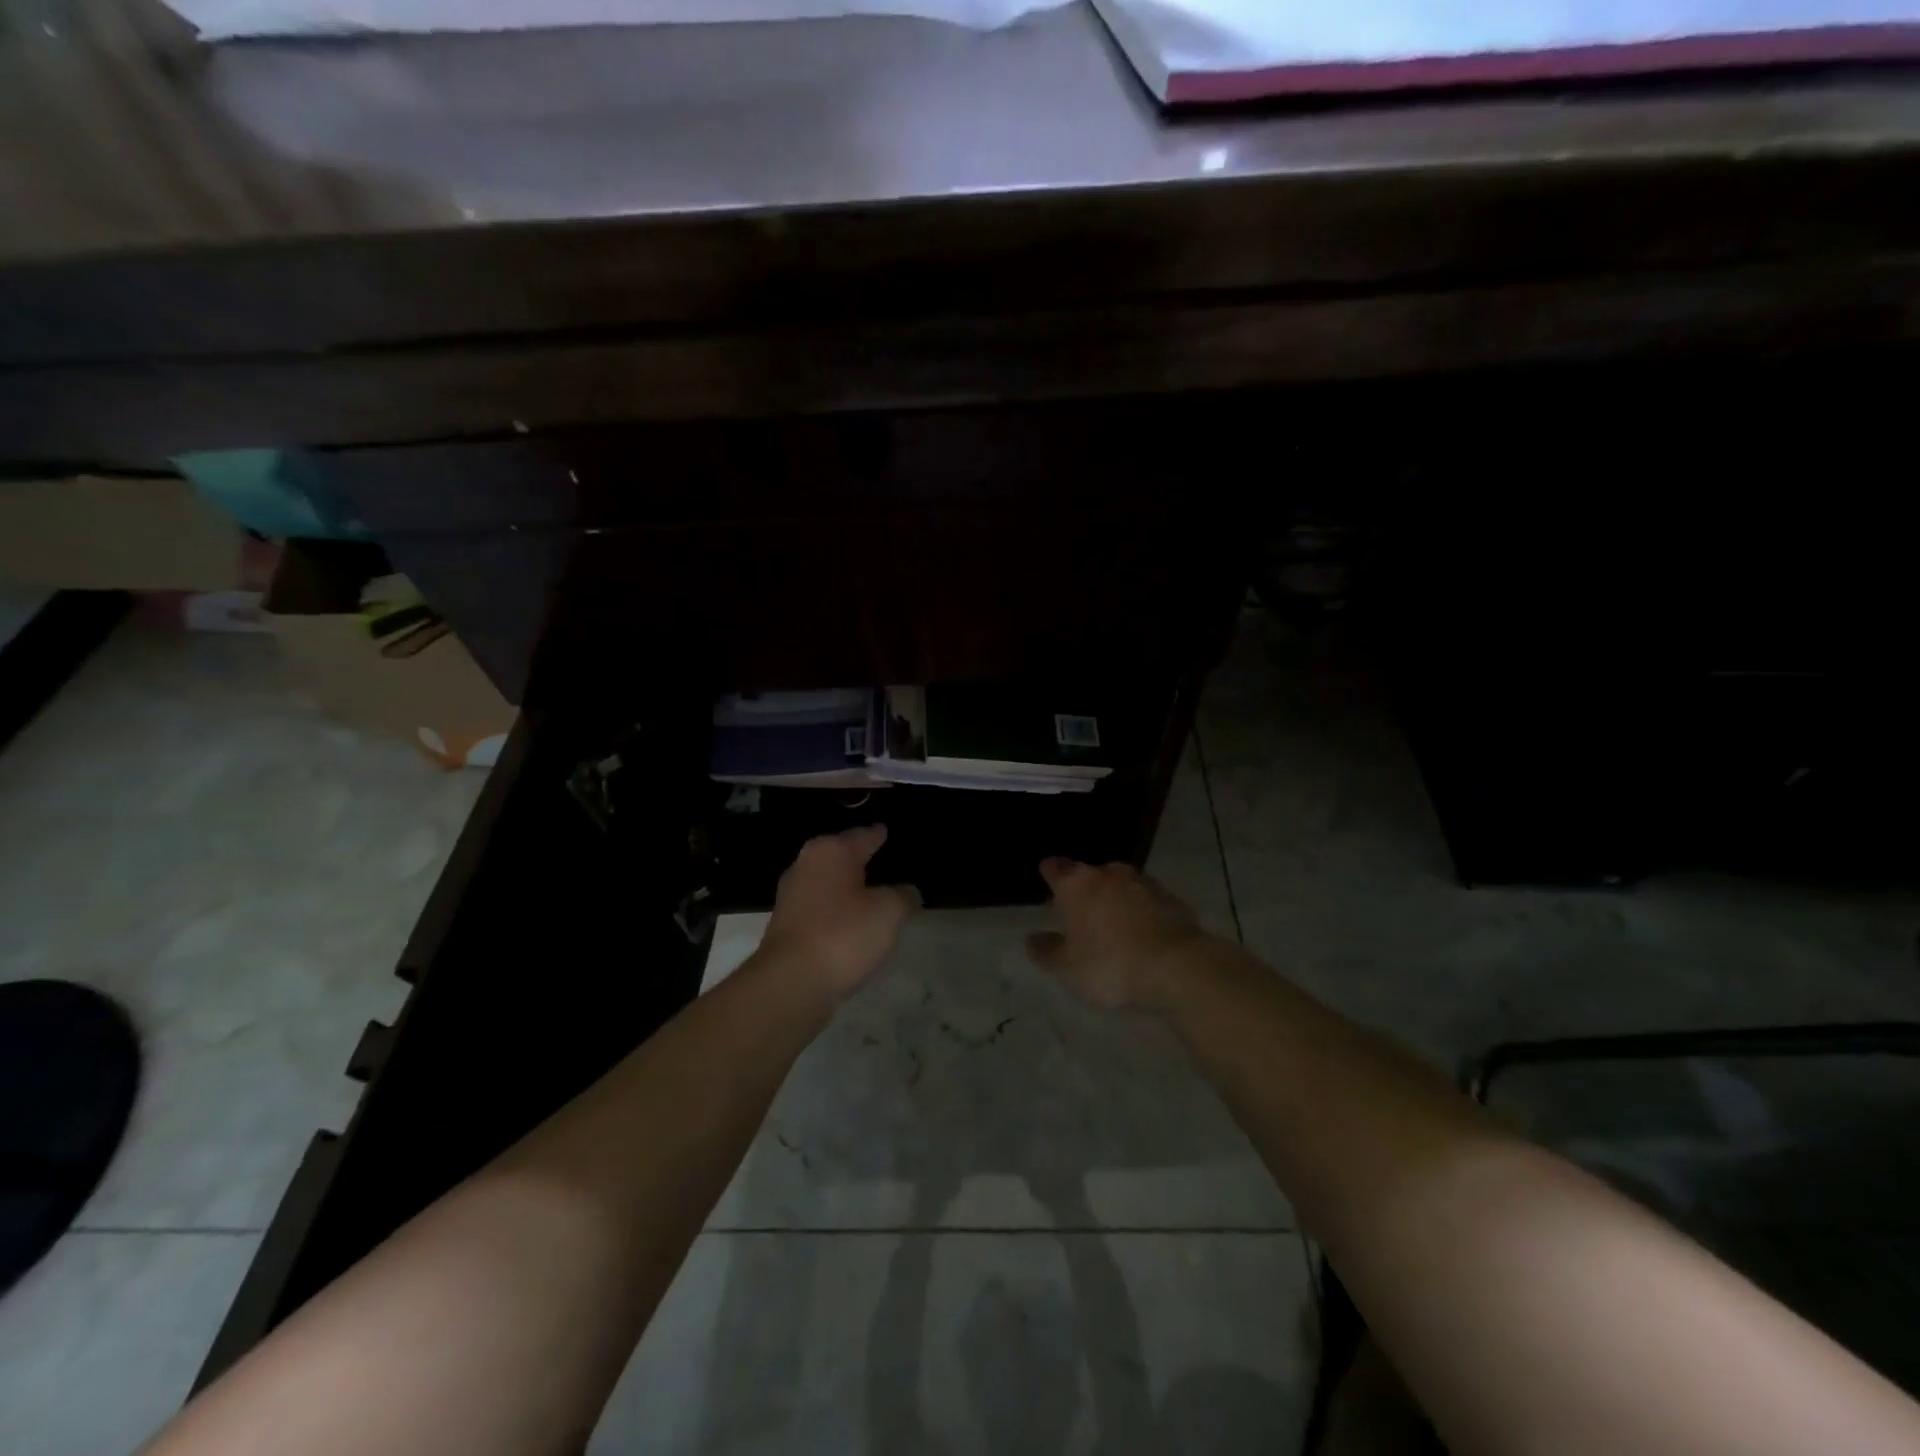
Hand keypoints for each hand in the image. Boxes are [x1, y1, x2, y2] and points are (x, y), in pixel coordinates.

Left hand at [759, 826, 917, 999]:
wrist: (790, 983)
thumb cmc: (843, 935)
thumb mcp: (890, 912)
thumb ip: (903, 895)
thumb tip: (906, 891)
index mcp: (831, 851)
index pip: (863, 835)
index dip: (880, 835)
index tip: (888, 832)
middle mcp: (806, 865)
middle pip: (842, 857)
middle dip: (862, 860)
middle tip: (888, 865)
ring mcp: (792, 896)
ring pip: (829, 884)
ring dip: (849, 890)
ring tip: (875, 897)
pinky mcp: (786, 926)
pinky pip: (820, 910)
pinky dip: (837, 913)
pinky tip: (853, 925)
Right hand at [1027, 858, 1209, 1010]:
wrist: (1177, 966)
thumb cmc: (1110, 964)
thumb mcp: (1068, 967)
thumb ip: (1047, 951)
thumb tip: (1032, 939)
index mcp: (1076, 884)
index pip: (1055, 867)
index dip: (1050, 872)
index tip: (1047, 877)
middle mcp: (1107, 873)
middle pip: (1089, 874)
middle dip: (1084, 888)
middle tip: (1080, 911)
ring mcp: (1142, 882)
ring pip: (1120, 884)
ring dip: (1115, 898)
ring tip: (1113, 923)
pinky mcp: (1171, 898)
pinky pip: (1147, 900)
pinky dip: (1141, 911)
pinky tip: (1143, 933)